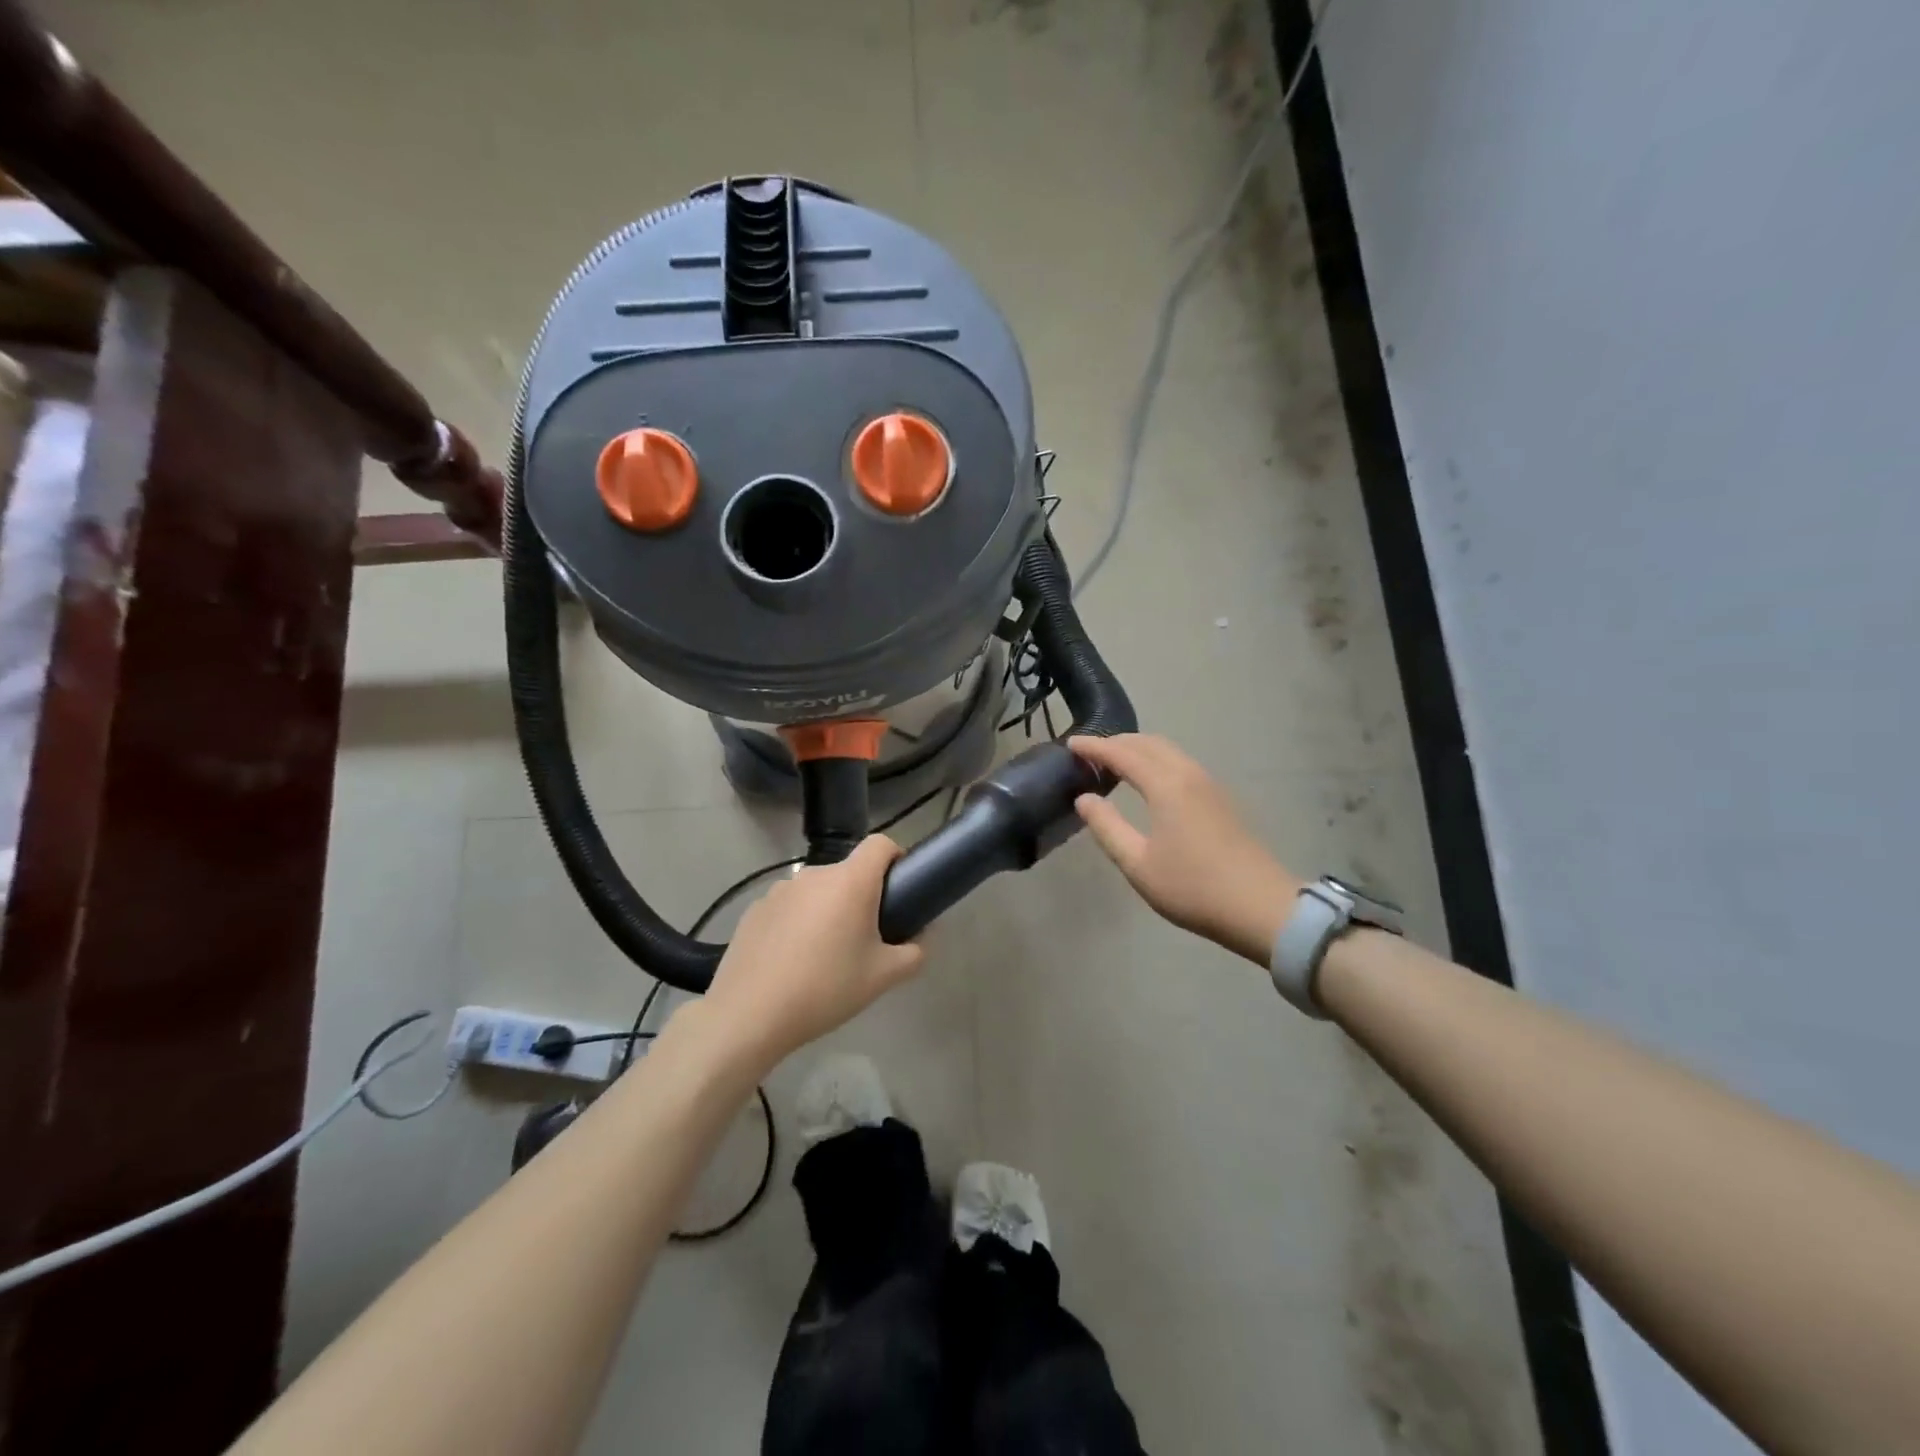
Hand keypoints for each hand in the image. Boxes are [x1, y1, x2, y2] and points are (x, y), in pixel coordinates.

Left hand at [700, 835, 924, 1070]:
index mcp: (850, 882)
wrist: (748, 1015)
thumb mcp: (883, 978)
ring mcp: (779, 889)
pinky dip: (798, 922)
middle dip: (862, 896)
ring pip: (817, 890)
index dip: (896, 857)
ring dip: (828, 909)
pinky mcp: (755, 909)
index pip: (881, 843)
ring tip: (824, 955)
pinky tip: (791, 961)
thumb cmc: (825, 989)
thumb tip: (921, 938)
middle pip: (848, 871)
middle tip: (866, 938)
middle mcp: (814, 874)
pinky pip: (789, 906)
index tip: (899, 889)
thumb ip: (914, 953)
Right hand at [1070, 734, 1301, 964]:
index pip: (1122, 753)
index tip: (1070, 744)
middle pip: (1148, 743)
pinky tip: (1149, 781)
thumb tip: (1084, 798)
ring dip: (1138, 749)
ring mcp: (1209, 785)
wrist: (1262, 907)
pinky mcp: (1221, 799)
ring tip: (1115, 763)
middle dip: (1117, 742)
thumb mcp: (1138, 863)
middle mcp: (1188, 774)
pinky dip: (1157, 760)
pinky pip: (1181, 763)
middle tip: (1089, 753)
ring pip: (1168, 751)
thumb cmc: (1193, 887)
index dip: (1094, 747)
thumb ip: (1107, 827)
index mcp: (1166, 785)